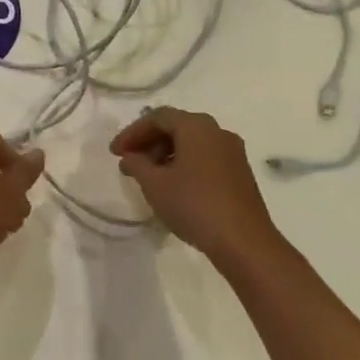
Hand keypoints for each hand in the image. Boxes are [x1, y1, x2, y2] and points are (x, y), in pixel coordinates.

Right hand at [112, 108, 281, 268]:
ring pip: (192, 143)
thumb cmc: (194, 205)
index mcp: (196, 126)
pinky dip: (184, 164)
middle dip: (149, 142)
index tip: (115, 152)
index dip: (132, 132)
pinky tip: (174, 186)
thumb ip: (136, 164)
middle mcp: (217, 131)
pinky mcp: (240, 172)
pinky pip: (205, 157)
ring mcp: (232, 152)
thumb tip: (130, 156)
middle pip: (176, 127)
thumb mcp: (155, 185)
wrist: (244, 242)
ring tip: (148, 177)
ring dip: (166, 154)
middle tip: (129, 162)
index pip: (157, 117)